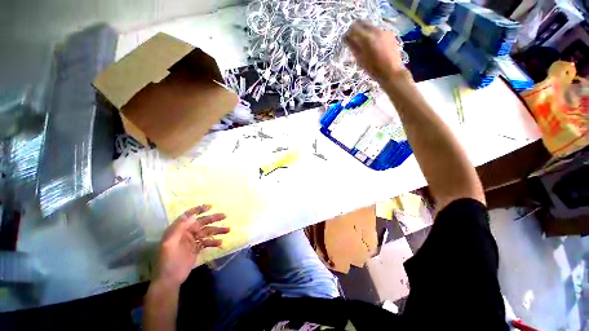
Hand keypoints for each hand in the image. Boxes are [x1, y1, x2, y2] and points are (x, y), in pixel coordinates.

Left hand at [153, 205, 229, 287]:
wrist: (169, 280)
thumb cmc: (167, 262)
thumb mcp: (169, 244)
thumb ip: (179, 228)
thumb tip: (190, 215)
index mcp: (178, 230)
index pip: (188, 216)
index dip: (199, 210)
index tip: (210, 206)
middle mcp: (186, 233)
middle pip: (201, 222)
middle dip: (213, 218)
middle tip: (224, 216)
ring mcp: (192, 241)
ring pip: (207, 232)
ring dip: (217, 230)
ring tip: (228, 230)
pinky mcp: (196, 249)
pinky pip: (207, 242)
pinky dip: (214, 242)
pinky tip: (220, 243)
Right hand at [345, 20, 408, 83]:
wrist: (391, 72)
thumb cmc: (374, 69)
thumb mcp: (361, 60)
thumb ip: (353, 47)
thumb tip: (347, 38)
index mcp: (367, 38)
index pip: (353, 30)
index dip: (348, 35)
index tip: (345, 40)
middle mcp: (376, 31)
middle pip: (362, 23)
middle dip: (356, 29)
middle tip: (352, 38)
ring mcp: (384, 31)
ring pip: (370, 26)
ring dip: (364, 31)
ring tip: (362, 42)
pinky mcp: (389, 34)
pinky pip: (377, 30)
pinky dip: (372, 34)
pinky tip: (372, 44)